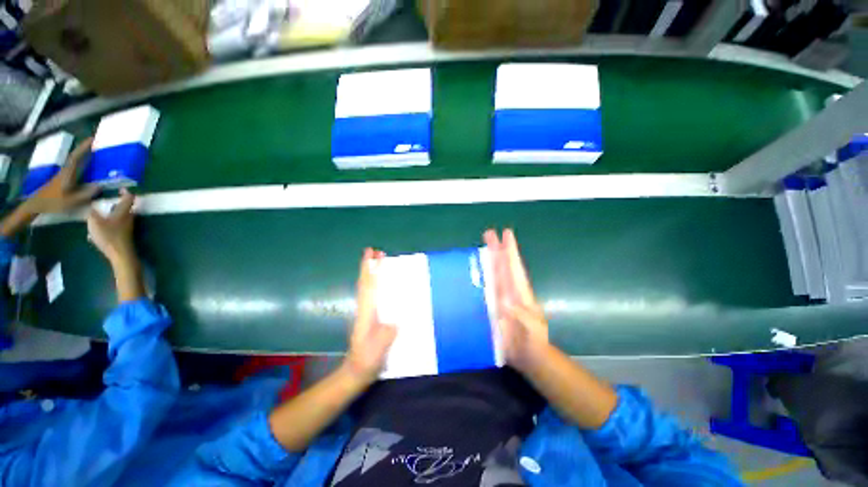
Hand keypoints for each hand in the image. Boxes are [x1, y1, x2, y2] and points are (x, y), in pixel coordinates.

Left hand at [23, 137, 98, 214]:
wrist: (38, 204)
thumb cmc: (54, 202)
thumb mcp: (71, 200)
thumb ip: (86, 194)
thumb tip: (100, 186)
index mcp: (68, 173)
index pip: (77, 156)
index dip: (84, 147)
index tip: (93, 138)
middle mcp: (66, 170)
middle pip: (76, 156)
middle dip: (85, 149)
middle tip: (96, 142)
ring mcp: (64, 174)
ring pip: (75, 161)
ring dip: (83, 155)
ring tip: (94, 152)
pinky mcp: (64, 178)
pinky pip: (75, 168)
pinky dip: (81, 163)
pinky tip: (87, 165)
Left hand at [86, 188, 136, 264]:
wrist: (121, 256)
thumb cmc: (118, 235)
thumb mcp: (124, 216)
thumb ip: (125, 202)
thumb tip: (126, 189)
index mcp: (91, 218)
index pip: (94, 205)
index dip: (102, 200)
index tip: (112, 198)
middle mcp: (90, 226)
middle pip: (98, 214)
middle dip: (107, 210)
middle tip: (118, 207)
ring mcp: (96, 236)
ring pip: (101, 222)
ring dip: (109, 219)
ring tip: (120, 217)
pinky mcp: (102, 243)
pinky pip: (104, 230)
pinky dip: (110, 227)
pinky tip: (117, 229)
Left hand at [344, 248, 396, 382]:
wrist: (356, 373)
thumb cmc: (367, 361)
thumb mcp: (376, 352)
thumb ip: (384, 337)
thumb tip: (395, 322)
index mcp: (367, 313)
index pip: (368, 286)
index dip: (369, 269)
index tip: (371, 253)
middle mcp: (365, 309)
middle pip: (367, 283)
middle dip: (370, 266)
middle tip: (378, 252)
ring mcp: (367, 313)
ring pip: (369, 288)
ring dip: (373, 273)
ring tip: (381, 262)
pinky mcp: (371, 318)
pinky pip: (374, 296)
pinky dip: (377, 284)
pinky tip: (384, 285)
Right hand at [484, 229, 549, 372]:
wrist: (529, 357)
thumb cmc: (533, 344)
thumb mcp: (532, 333)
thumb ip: (523, 319)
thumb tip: (507, 303)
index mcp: (520, 293)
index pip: (514, 268)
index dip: (510, 251)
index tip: (507, 233)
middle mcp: (510, 291)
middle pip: (503, 265)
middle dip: (497, 248)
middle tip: (489, 232)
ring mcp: (502, 296)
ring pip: (495, 272)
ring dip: (490, 258)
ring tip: (483, 244)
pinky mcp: (494, 304)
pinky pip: (488, 285)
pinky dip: (482, 274)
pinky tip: (475, 269)